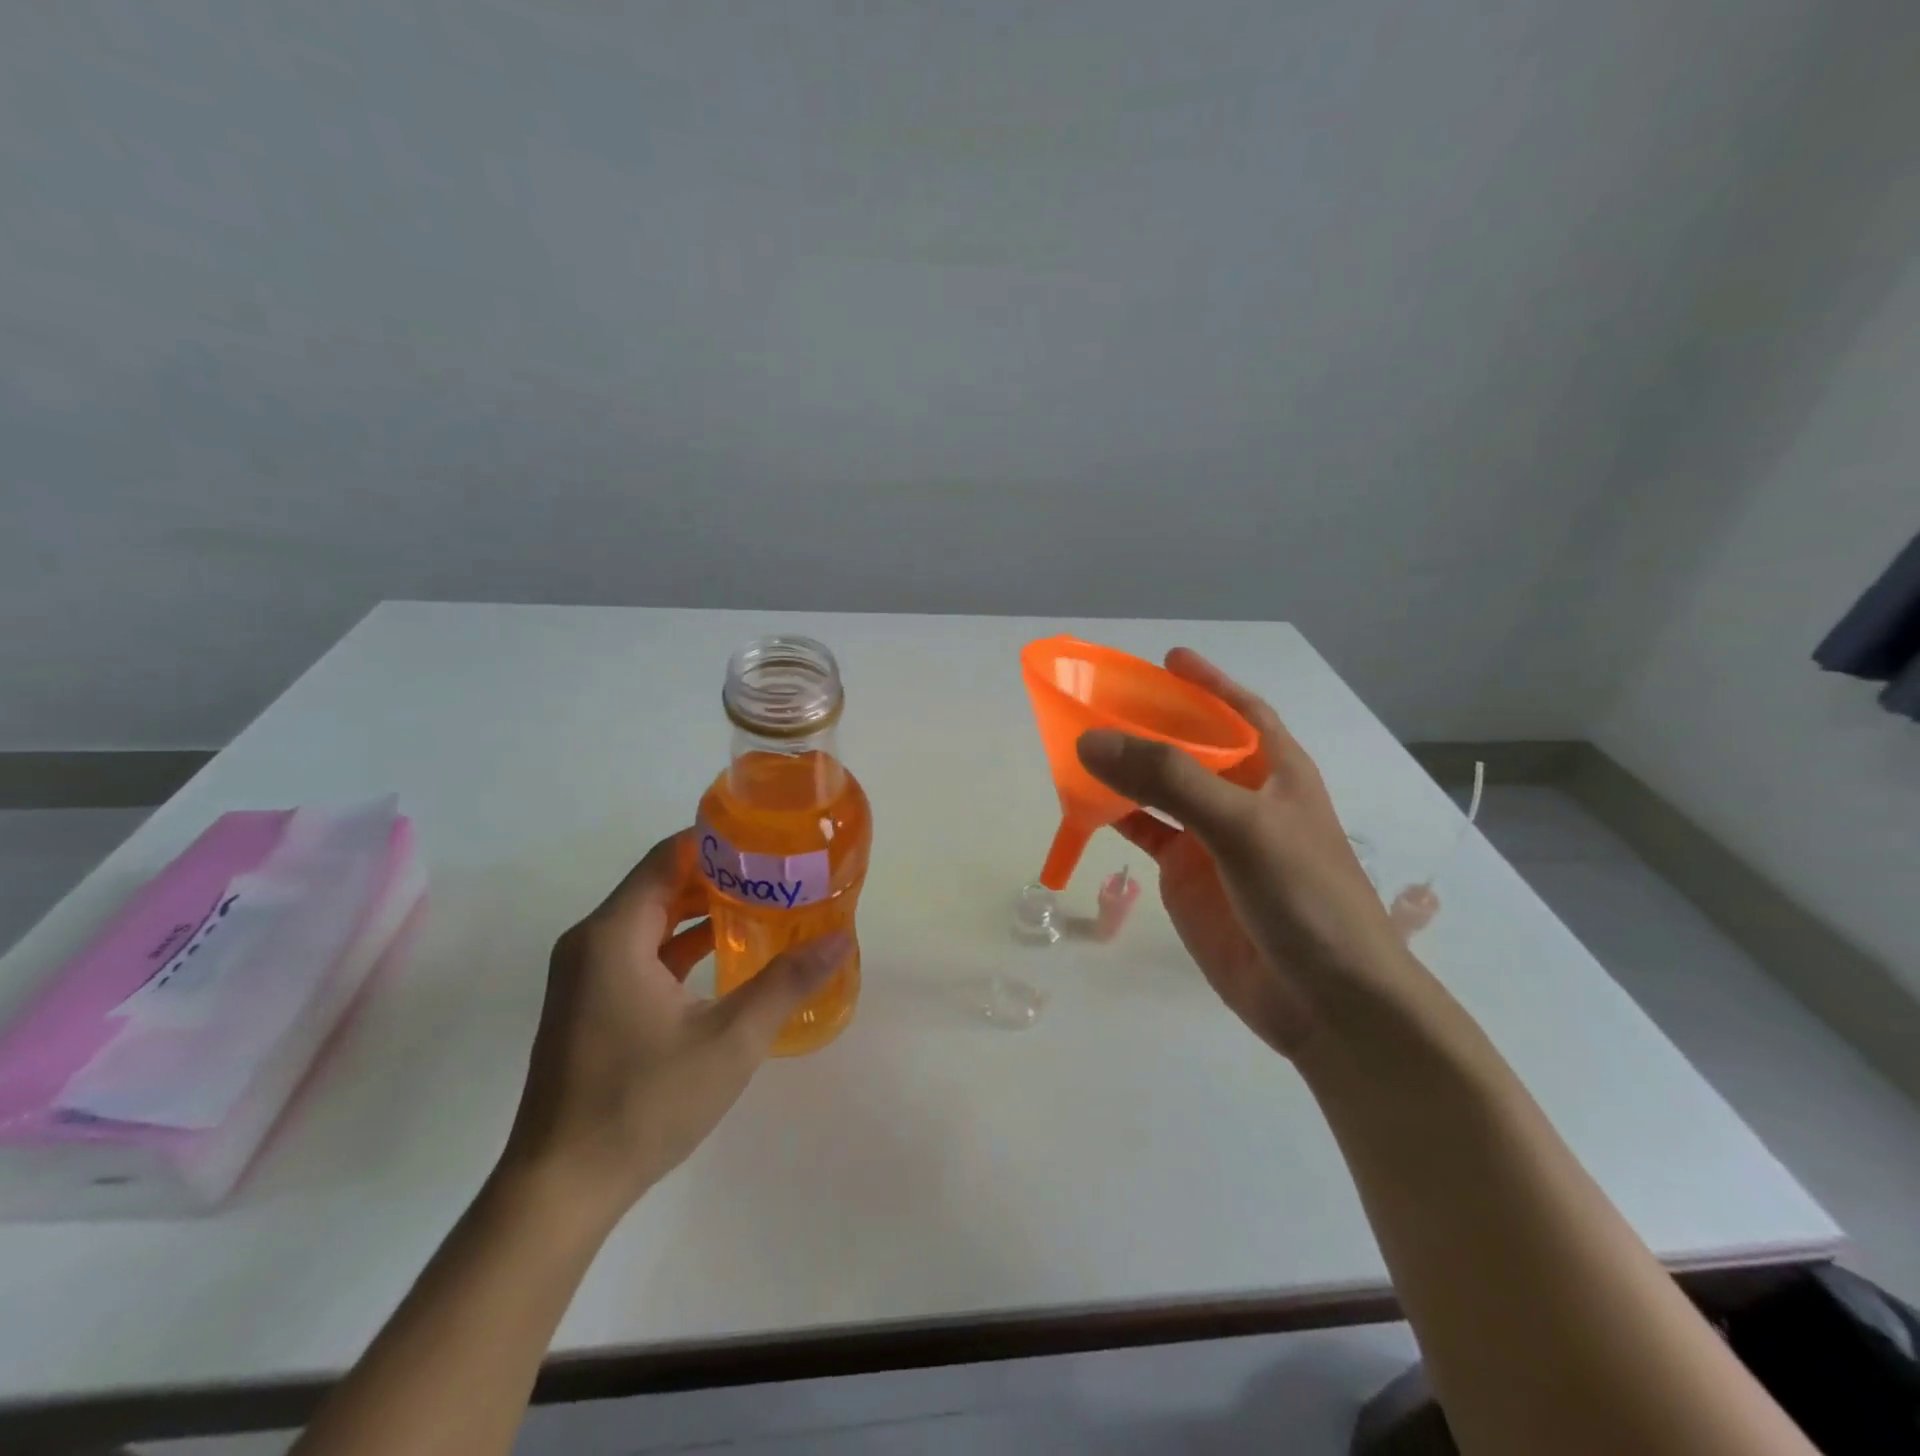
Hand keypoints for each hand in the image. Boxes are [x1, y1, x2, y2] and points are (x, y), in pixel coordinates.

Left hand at [500, 829, 846, 1220]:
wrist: (561, 1188)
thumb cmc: (643, 1103)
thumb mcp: (730, 1041)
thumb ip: (787, 983)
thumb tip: (840, 939)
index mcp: (614, 935)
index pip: (667, 857)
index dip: (716, 840)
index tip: (767, 837)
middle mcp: (592, 942)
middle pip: (660, 882)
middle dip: (718, 873)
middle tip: (776, 871)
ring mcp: (586, 975)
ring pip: (650, 918)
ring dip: (700, 908)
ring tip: (761, 903)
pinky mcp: (589, 1003)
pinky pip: (640, 950)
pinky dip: (680, 942)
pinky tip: (725, 952)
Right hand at [1076, 649, 1410, 1057]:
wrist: (1324, 1002)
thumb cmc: (1304, 896)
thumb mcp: (1241, 826)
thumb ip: (1169, 781)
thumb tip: (1092, 741)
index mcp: (1275, 770)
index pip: (1240, 711)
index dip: (1207, 683)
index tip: (1168, 659)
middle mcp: (1242, 796)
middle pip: (1190, 745)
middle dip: (1152, 722)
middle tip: (1100, 700)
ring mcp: (1212, 837)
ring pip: (1161, 789)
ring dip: (1127, 768)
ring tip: (1080, 744)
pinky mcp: (1188, 876)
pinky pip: (1147, 831)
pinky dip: (1118, 816)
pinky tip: (1087, 802)